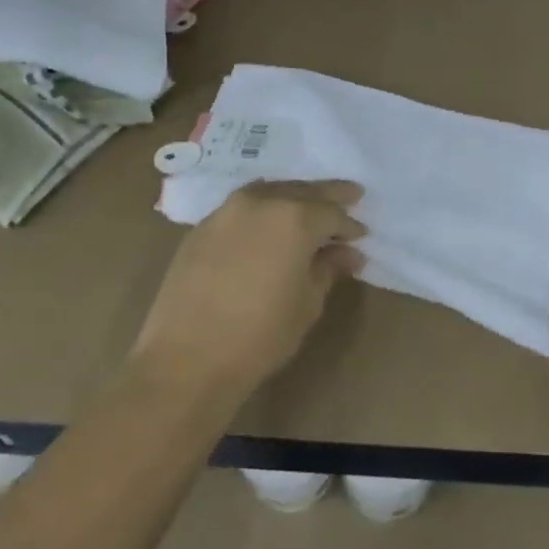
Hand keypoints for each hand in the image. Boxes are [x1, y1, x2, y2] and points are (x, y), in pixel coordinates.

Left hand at [129, 180, 365, 404]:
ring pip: (270, 191)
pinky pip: (242, 207)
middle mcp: (261, 202)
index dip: (349, 226)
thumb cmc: (260, 334)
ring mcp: (226, 211)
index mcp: (295, 218)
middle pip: (303, 190)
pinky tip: (270, 224)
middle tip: (351, 195)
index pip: (332, 213)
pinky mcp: (201, 228)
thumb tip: (348, 254)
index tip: (361, 237)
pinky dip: (263, 208)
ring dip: (294, 196)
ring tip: (309, 206)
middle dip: (328, 195)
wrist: (187, 359)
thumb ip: (328, 269)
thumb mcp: (307, 303)